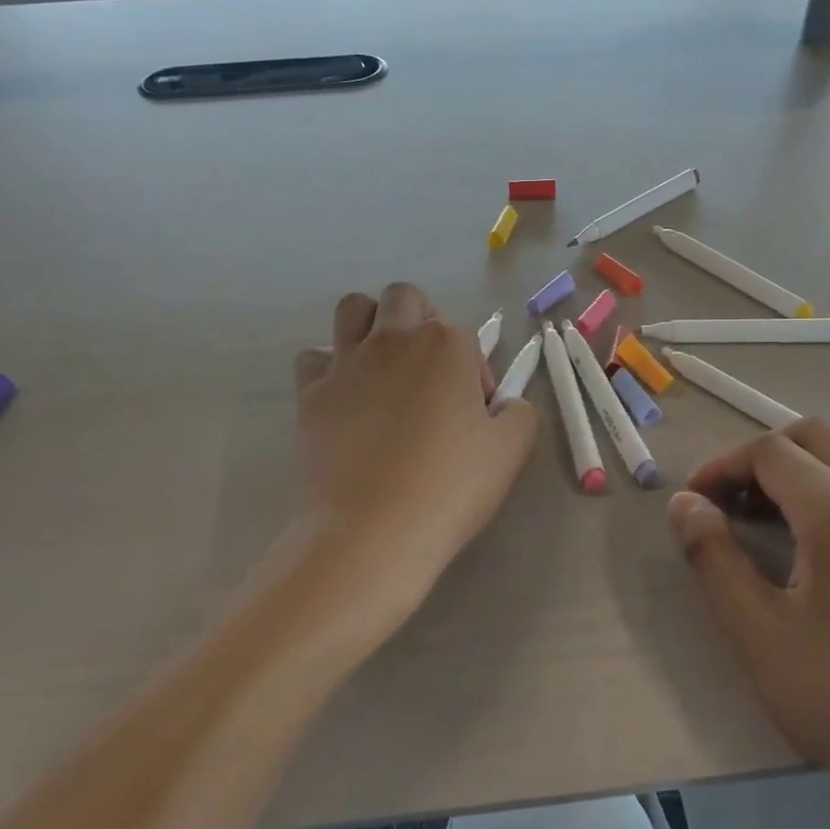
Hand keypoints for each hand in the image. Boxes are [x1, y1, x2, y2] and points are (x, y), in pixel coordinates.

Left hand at [295, 284, 536, 596]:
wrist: (373, 530)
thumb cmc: (450, 487)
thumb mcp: (512, 450)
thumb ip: (519, 413)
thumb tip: (504, 405)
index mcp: (446, 345)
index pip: (466, 339)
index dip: (475, 375)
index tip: (475, 416)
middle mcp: (393, 339)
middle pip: (405, 298)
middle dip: (421, 321)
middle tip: (429, 372)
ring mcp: (347, 363)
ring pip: (353, 308)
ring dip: (371, 324)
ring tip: (383, 367)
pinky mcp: (311, 392)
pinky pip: (313, 357)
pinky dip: (328, 367)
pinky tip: (344, 397)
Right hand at [667, 420, 829, 821]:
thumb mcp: (757, 632)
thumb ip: (712, 556)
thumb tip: (685, 504)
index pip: (771, 453)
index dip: (723, 467)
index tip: (695, 502)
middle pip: (817, 436)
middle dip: (762, 456)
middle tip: (730, 502)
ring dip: (808, 464)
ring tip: (777, 514)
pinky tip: (828, 542)